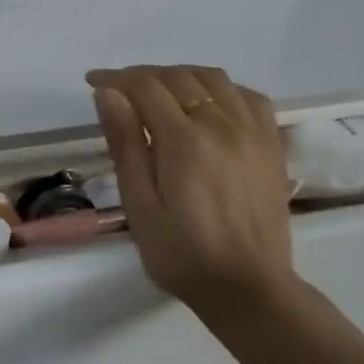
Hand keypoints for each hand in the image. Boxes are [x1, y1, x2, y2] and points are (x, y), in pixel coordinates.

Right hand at [86, 65, 297, 325]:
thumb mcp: (140, 206)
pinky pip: (248, 96)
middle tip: (118, 91)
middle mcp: (223, 125)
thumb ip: (126, 145)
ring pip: (215, 78)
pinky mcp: (272, 145)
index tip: (92, 82)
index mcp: (185, 142)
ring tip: (158, 93)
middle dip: (143, 76)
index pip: (146, 87)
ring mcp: (253, 133)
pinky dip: (221, 89)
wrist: (248, 288)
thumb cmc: (181, 255)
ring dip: (181, 76)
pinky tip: (207, 105)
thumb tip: (109, 94)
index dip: (115, 78)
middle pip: (179, 77)